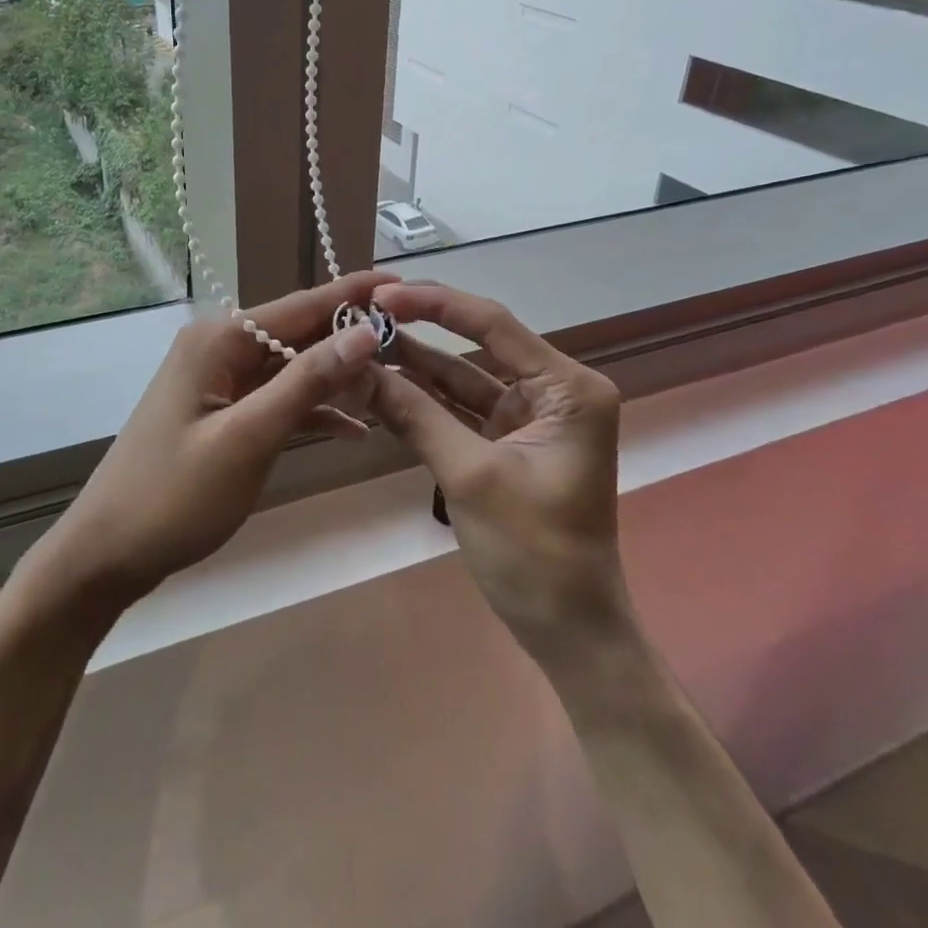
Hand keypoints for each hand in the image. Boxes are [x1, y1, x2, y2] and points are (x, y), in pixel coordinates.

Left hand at [29, 271, 396, 608]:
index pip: (301, 305)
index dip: (353, 294)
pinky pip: (276, 399)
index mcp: (220, 340)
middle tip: (412, 341)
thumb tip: (365, 331)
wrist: (106, 554)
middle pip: (298, 334)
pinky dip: (311, 410)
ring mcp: (220, 381)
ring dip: (336, 378)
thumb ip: (307, 382)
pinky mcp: (222, 413)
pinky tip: (354, 427)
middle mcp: (220, 348)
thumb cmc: (175, 496)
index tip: (402, 284)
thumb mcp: (248, 438)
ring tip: (395, 382)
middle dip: (350, 337)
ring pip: (291, 368)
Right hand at [366, 281, 631, 662]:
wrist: (569, 631)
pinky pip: (461, 409)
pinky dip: (424, 401)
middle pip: (477, 345)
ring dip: (416, 365)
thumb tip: (357, 368)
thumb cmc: (534, 552)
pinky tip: (382, 385)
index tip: (381, 296)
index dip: (435, 304)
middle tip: (363, 316)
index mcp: (567, 387)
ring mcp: (529, 417)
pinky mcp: (509, 442)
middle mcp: (553, 391)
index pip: (492, 324)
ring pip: (464, 377)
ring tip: (362, 345)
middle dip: (421, 331)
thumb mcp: (470, 476)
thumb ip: (415, 415)